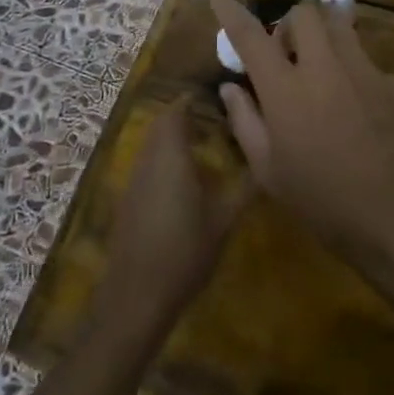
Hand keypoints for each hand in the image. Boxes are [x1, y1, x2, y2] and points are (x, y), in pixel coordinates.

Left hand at [94, 104, 250, 345]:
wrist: (136, 296)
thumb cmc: (185, 253)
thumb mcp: (223, 221)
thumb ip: (244, 188)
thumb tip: (265, 163)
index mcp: (171, 156)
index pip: (176, 112)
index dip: (191, 100)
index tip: (215, 98)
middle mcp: (148, 159)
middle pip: (161, 125)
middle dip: (183, 117)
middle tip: (213, 120)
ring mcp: (133, 180)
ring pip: (151, 145)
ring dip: (172, 139)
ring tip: (203, 145)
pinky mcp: (128, 200)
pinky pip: (146, 165)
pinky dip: (162, 160)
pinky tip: (183, 180)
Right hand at [211, 0, 393, 285]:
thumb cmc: (322, 201)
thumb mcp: (269, 172)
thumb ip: (245, 121)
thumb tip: (230, 87)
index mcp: (286, 89)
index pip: (250, 36)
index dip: (231, 11)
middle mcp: (325, 67)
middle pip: (304, 14)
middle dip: (290, 25)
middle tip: (287, 55)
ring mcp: (365, 70)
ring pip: (339, 29)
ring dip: (323, 41)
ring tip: (323, 74)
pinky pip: (367, 64)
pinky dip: (354, 76)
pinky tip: (359, 112)